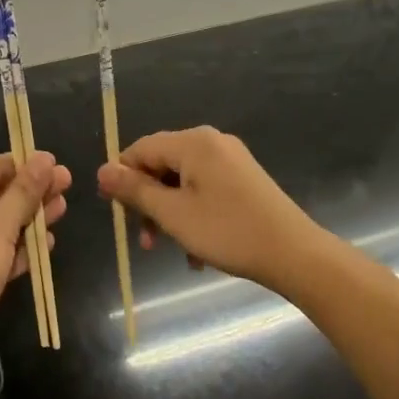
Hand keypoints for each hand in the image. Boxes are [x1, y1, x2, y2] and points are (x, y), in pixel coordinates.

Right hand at [97, 127, 318, 290]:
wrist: (296, 255)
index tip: (114, 211)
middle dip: (149, 202)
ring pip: (182, 181)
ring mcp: (230, 159)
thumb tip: (102, 171)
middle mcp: (211, 142)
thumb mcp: (173, 215)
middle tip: (145, 240)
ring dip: (170, 214)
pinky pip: (204, 189)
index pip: (140, 149)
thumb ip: (135, 191)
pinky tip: (198, 251)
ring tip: (171, 250)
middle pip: (162, 164)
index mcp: (193, 142)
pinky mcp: (244, 179)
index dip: (121, 177)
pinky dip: (193, 214)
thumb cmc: (229, 232)